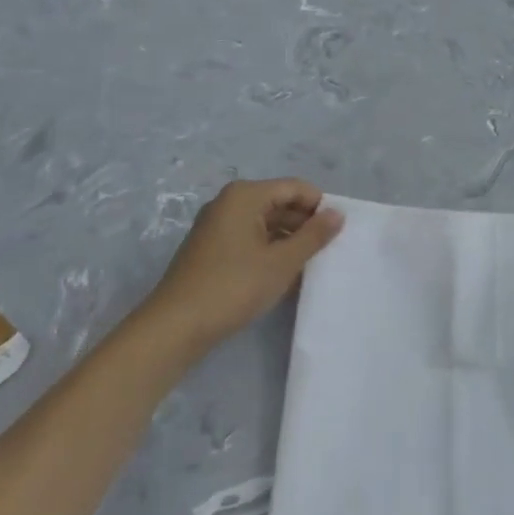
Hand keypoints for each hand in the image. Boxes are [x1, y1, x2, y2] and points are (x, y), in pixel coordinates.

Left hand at [141, 179, 342, 355]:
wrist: (175, 326)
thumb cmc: (233, 286)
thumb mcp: (282, 262)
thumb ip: (314, 235)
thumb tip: (338, 213)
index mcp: (245, 195)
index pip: (295, 187)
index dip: (319, 206)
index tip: (338, 232)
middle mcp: (229, 202)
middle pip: (279, 202)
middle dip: (304, 224)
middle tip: (328, 250)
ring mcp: (216, 225)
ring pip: (264, 223)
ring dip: (288, 240)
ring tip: (309, 264)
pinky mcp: (210, 249)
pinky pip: (249, 238)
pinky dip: (269, 250)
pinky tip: (282, 274)